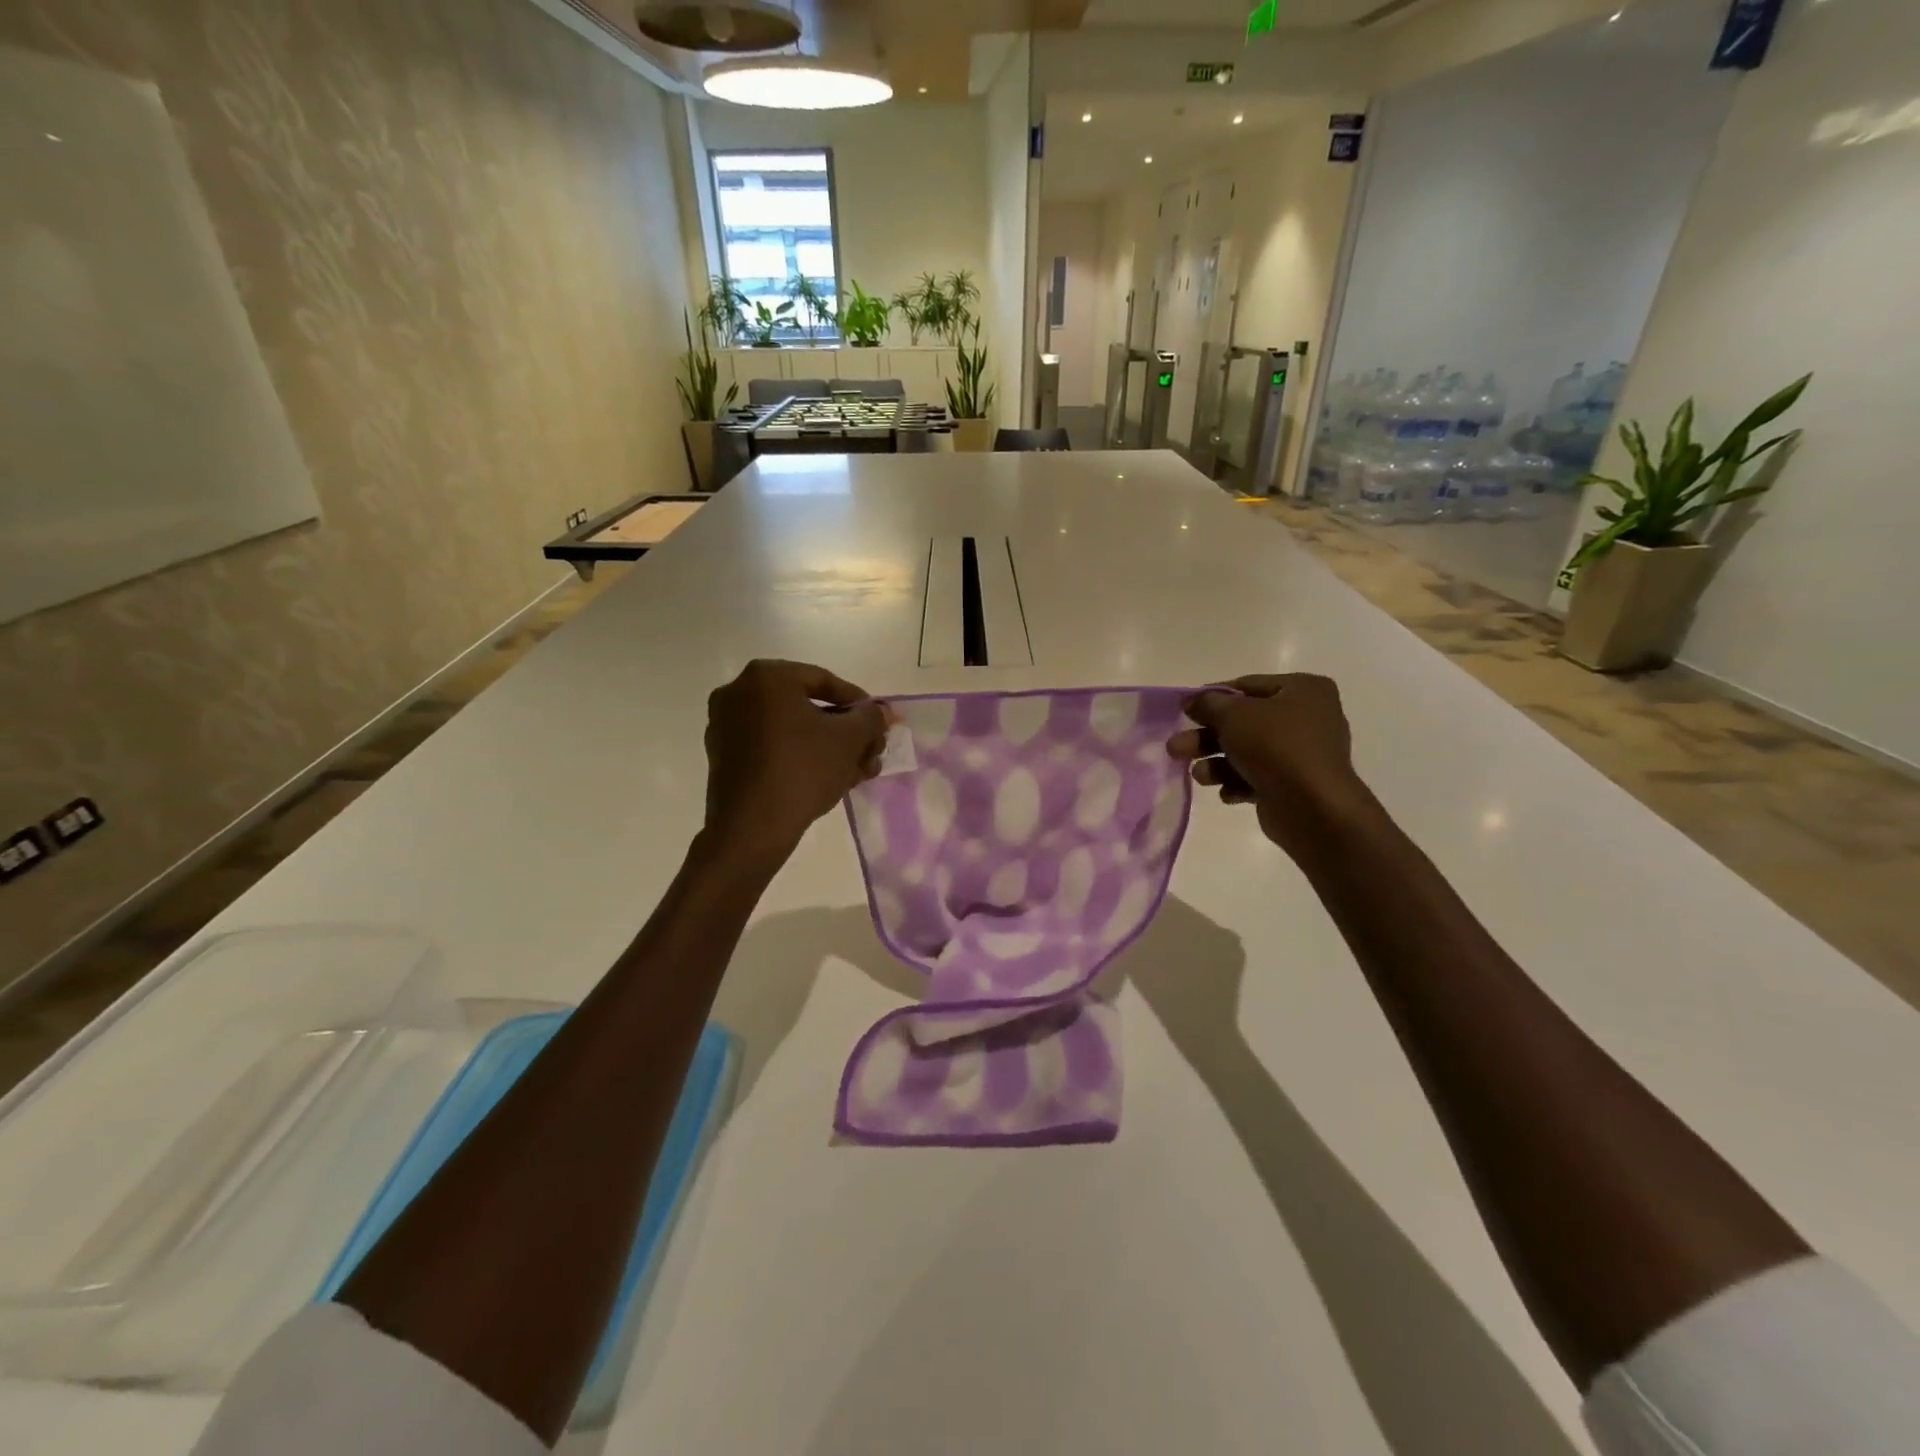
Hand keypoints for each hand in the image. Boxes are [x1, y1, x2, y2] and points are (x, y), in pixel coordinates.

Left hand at [703, 660, 890, 865]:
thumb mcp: (850, 739)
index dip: (860, 704)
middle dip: (845, 732)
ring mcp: (726, 725)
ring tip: (859, 772)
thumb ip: (871, 717)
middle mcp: (739, 692)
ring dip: (828, 747)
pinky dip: (801, 758)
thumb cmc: (803, 769)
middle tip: (871, 751)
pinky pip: (772, 747)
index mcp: (766, 677)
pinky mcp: (724, 757)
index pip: (825, 681)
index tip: (880, 724)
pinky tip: (830, 780)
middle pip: (807, 707)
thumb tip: (880, 712)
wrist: (752, 827)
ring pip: (791, 730)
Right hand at [1167, 674, 1370, 859]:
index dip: (1212, 698)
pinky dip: (1238, 782)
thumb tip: (1191, 701)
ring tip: (1197, 775)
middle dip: (1207, 737)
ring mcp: (1302, 753)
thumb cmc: (1275, 747)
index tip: (1184, 711)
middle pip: (1243, 722)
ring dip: (1216, 763)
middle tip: (1176, 748)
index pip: (1247, 686)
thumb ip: (1208, 704)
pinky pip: (1258, 777)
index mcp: (1303, 690)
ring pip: (1246, 752)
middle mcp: (1308, 717)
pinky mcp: (1294, 784)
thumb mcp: (1233, 715)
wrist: (1313, 807)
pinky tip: (1227, 793)